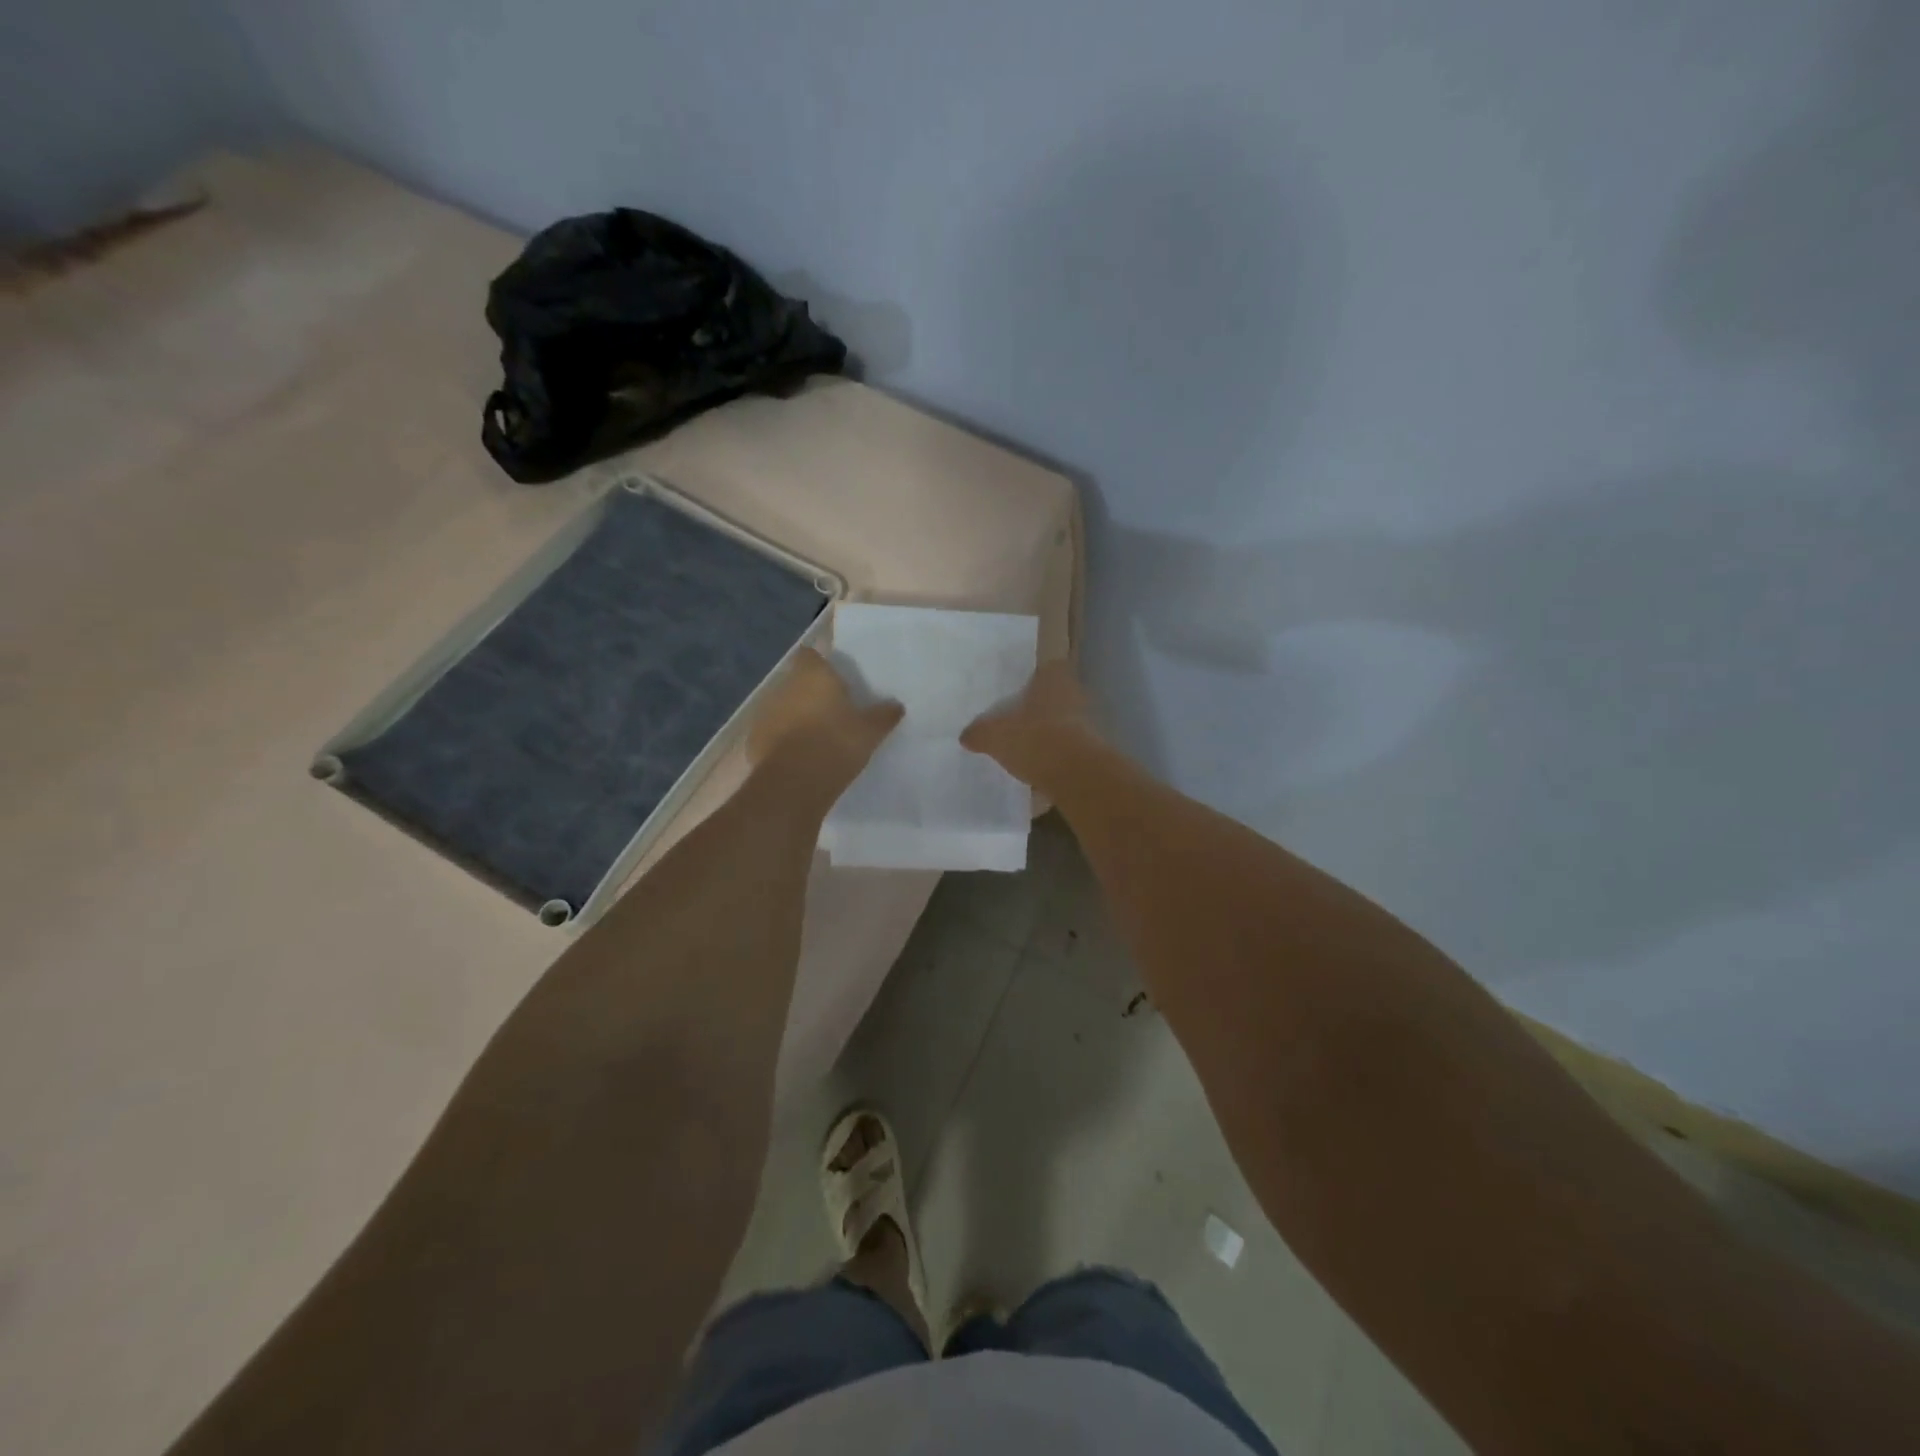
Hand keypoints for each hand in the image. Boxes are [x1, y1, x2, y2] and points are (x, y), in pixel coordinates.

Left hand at [749, 647, 903, 781]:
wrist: (794, 783)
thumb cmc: (836, 743)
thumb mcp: (870, 731)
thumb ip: (884, 715)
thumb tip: (896, 705)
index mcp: (812, 675)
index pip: (810, 655)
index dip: (821, 664)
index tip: (835, 679)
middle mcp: (784, 686)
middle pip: (797, 681)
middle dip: (811, 692)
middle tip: (833, 710)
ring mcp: (765, 712)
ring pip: (783, 707)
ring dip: (796, 716)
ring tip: (817, 736)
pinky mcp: (754, 739)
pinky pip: (773, 733)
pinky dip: (784, 740)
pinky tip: (800, 756)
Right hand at [960, 658, 1094, 785]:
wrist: (1075, 775)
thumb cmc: (1033, 738)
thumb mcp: (993, 735)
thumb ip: (979, 733)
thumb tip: (967, 736)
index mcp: (1053, 678)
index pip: (1047, 669)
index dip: (1033, 680)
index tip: (1018, 694)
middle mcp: (1076, 694)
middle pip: (1055, 698)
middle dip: (1039, 710)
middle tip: (1017, 723)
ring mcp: (1089, 723)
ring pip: (1065, 723)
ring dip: (1050, 735)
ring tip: (1027, 750)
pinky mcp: (1094, 751)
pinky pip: (1070, 750)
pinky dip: (1057, 758)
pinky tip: (1040, 772)